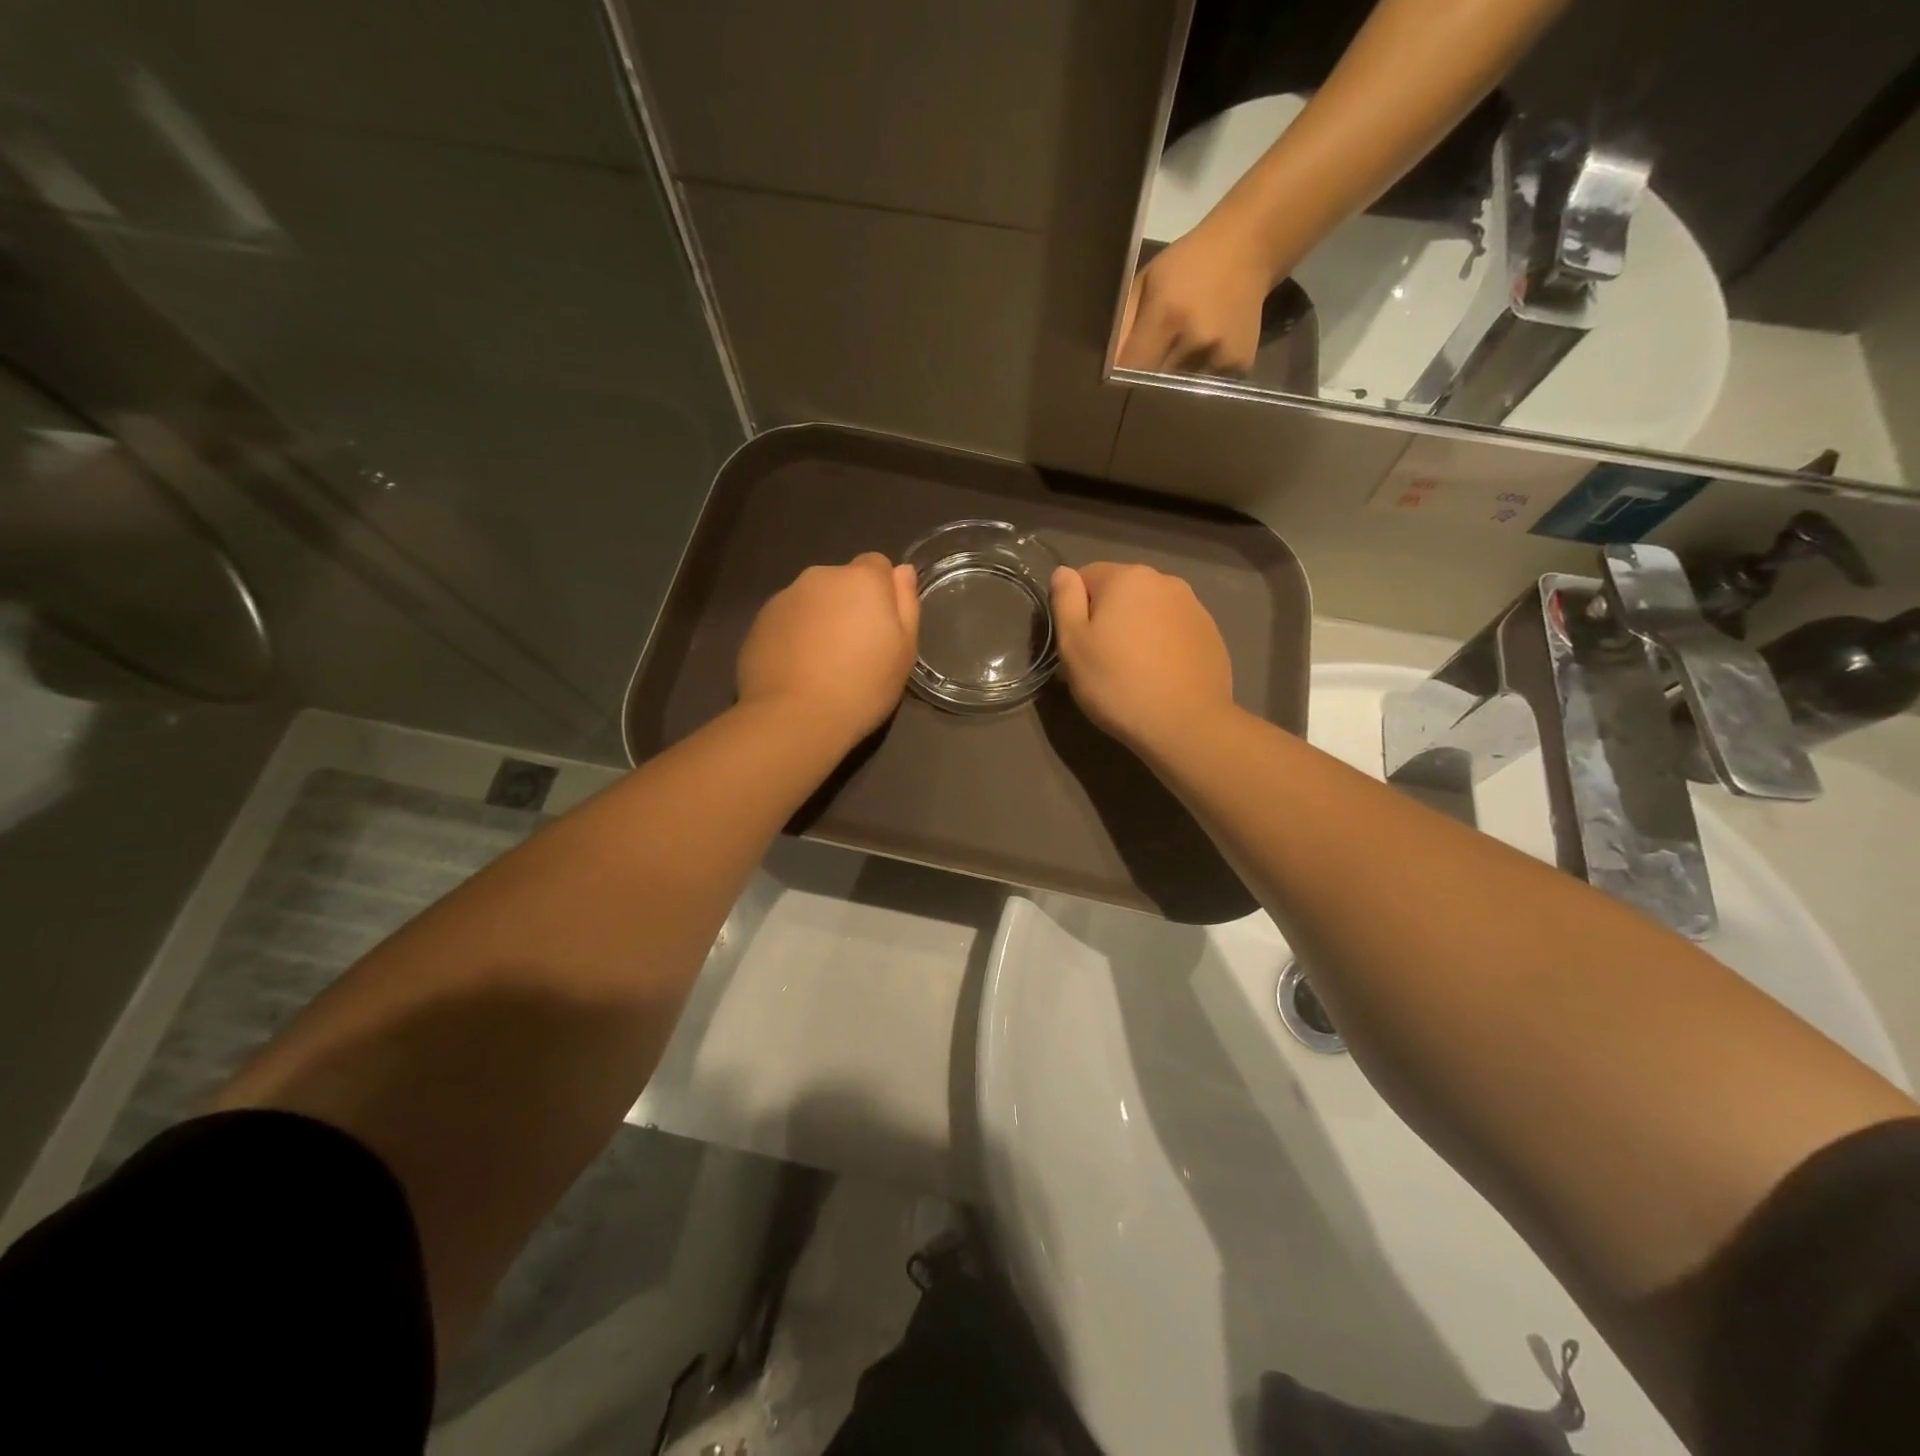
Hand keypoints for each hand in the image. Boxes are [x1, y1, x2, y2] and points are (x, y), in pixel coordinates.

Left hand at [737, 554, 919, 743]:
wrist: (794, 717)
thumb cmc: (863, 686)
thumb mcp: (904, 651)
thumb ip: (906, 604)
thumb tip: (902, 570)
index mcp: (861, 579)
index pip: (877, 565)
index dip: (883, 594)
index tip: (882, 628)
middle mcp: (820, 577)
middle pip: (842, 582)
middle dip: (849, 606)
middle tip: (854, 651)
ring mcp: (784, 597)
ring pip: (812, 601)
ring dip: (820, 620)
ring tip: (822, 664)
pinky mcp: (758, 621)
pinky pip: (787, 621)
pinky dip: (794, 636)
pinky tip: (797, 671)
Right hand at [1049, 563, 1234, 755]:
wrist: (1185, 724)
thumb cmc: (1117, 683)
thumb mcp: (1073, 644)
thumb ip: (1065, 600)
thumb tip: (1063, 573)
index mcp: (1128, 577)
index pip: (1086, 576)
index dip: (1074, 609)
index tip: (1077, 644)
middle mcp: (1165, 581)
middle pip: (1121, 592)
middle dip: (1108, 617)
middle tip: (1101, 661)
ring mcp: (1194, 607)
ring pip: (1149, 611)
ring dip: (1137, 630)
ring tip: (1133, 671)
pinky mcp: (1211, 634)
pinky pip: (1174, 631)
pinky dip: (1162, 645)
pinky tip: (1159, 676)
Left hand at [1117, 221, 1274, 375]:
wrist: (1249, 246)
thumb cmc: (1187, 264)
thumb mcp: (1147, 282)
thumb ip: (1124, 326)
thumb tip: (1106, 370)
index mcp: (1167, 315)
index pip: (1133, 370)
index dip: (1123, 379)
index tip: (1118, 379)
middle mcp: (1196, 340)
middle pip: (1157, 385)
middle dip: (1147, 381)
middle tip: (1150, 365)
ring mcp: (1221, 355)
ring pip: (1182, 390)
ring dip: (1175, 380)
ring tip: (1181, 353)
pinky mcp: (1240, 366)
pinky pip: (1207, 386)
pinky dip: (1201, 376)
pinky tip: (1206, 351)